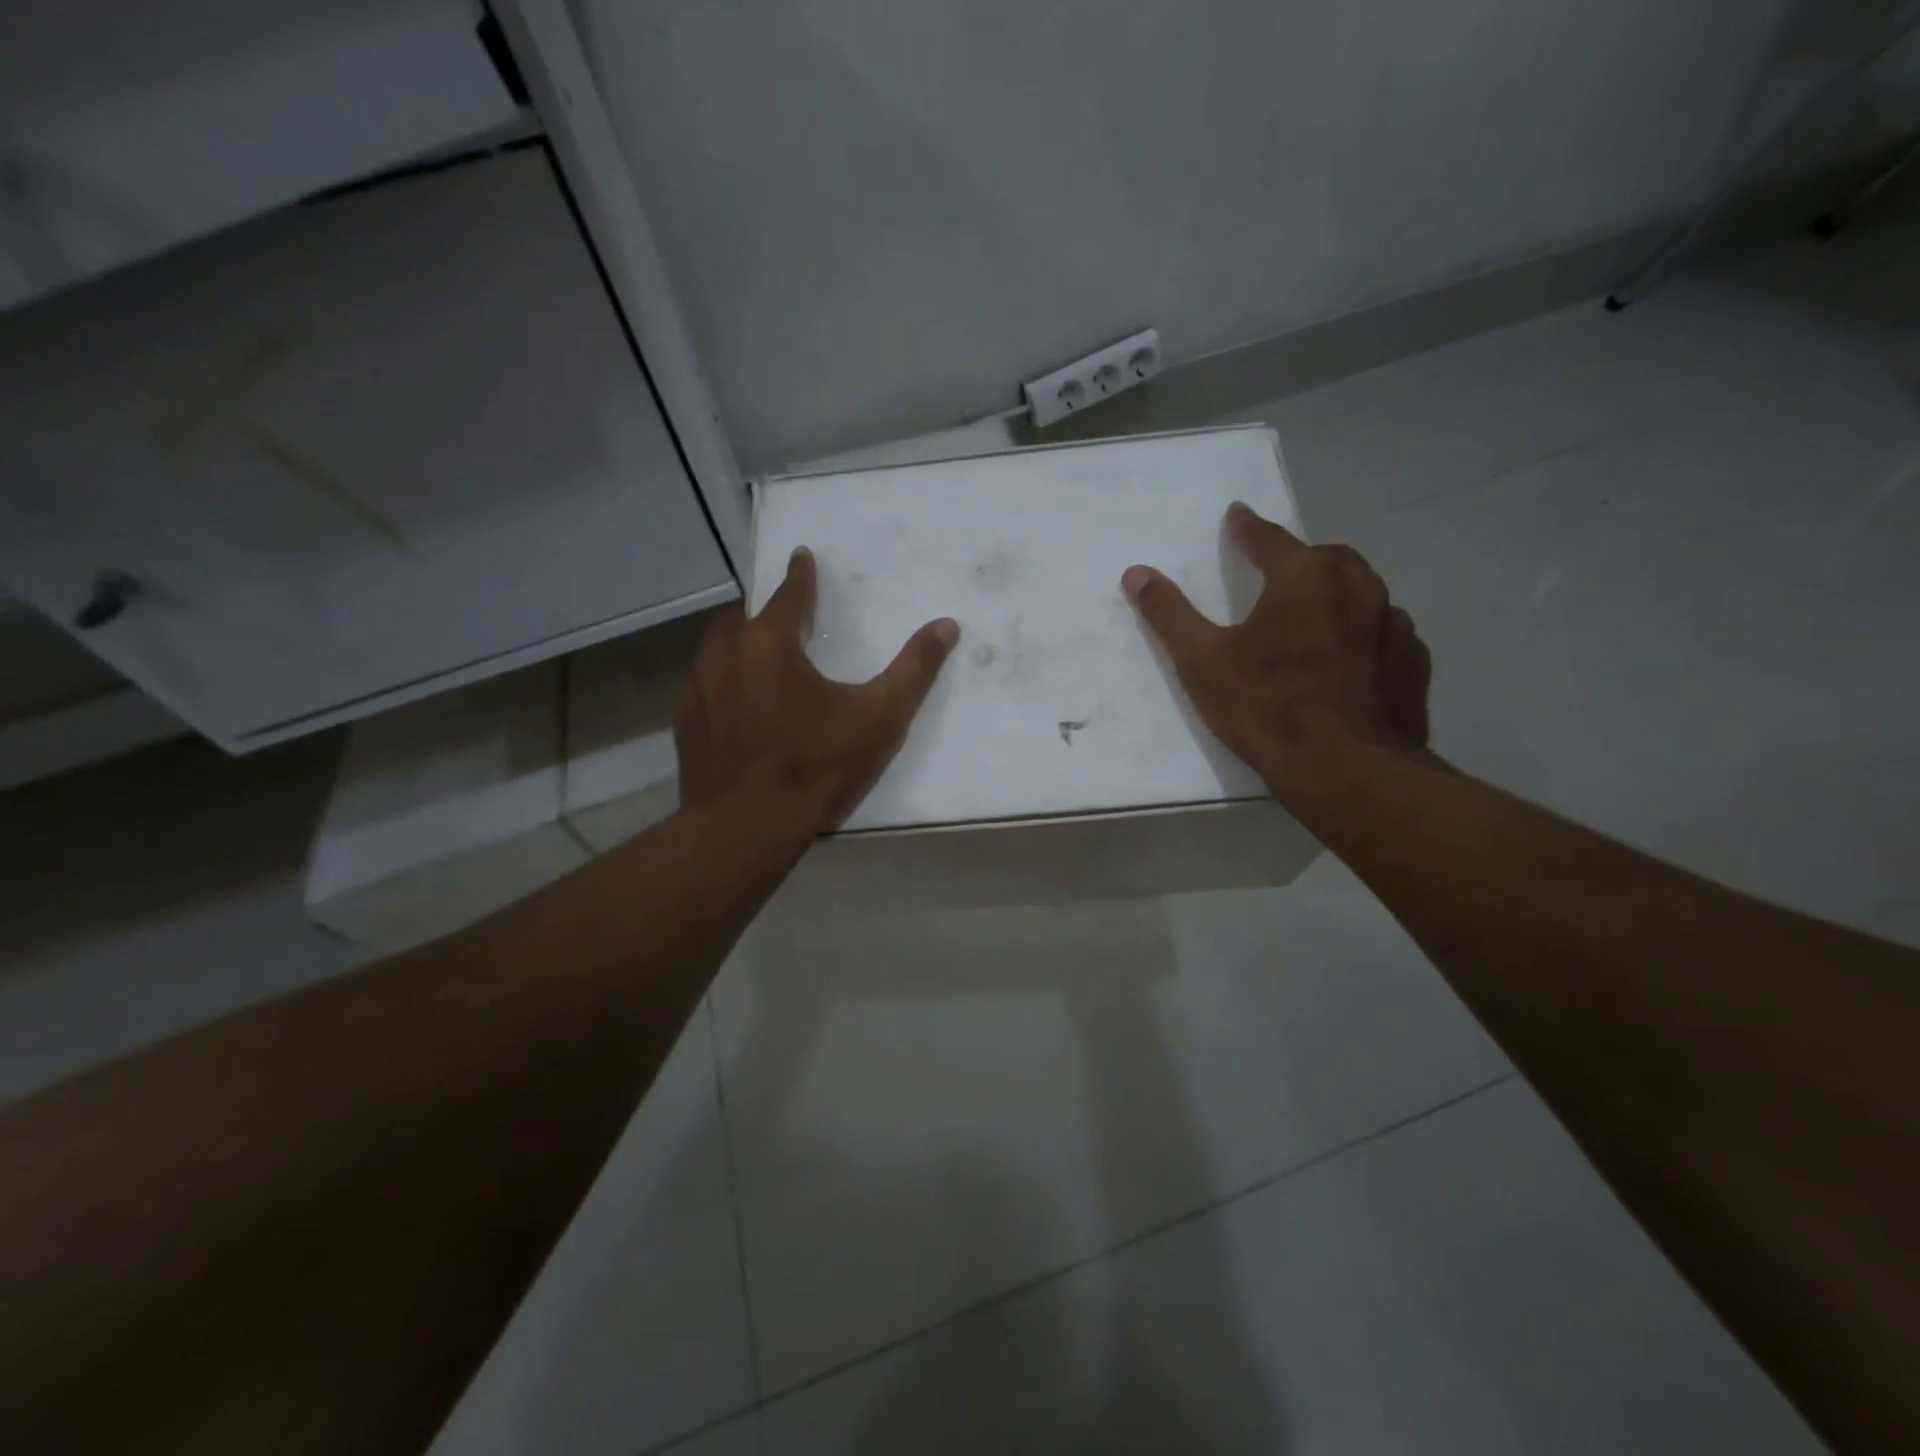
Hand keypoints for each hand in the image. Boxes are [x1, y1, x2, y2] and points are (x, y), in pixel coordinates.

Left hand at [676, 547, 959, 827]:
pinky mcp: (685, 724)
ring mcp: (698, 689)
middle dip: (765, 615)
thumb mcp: (879, 717)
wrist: (748, 825)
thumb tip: (946, 625)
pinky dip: (721, 685)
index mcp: (770, 643)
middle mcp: (725, 655)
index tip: (802, 556)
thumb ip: (914, 669)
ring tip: (759, 661)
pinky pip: (703, 688)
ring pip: (717, 651)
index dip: (801, 575)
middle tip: (785, 623)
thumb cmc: (817, 764)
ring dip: (738, 647)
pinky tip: (735, 708)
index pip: (788, 594)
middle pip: (744, 619)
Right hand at [1121, 503, 1430, 799]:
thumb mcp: (1201, 660)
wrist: (1344, 769)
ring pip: (1362, 593)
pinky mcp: (1413, 663)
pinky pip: (1385, 633)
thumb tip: (1136, 573)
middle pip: (1325, 558)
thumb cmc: (1265, 706)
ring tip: (1314, 618)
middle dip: (1299, 560)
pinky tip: (1349, 660)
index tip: (1236, 516)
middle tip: (1277, 574)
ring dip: (1336, 596)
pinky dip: (1364, 635)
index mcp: (1306, 577)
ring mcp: (1394, 624)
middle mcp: (1358, 586)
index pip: (1269, 538)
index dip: (1247, 528)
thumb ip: (1168, 613)